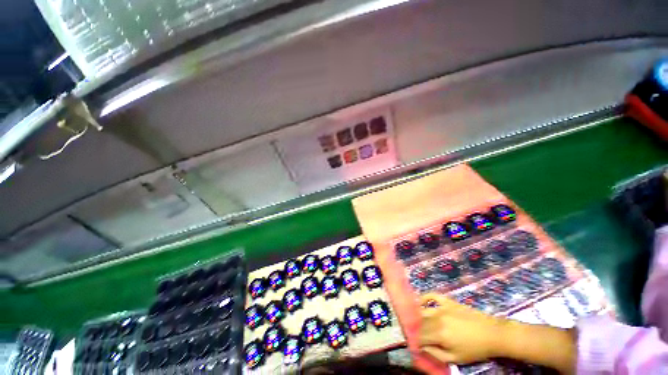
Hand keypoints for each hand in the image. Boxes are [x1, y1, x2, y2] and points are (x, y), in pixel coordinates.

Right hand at [418, 293, 576, 373]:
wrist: (493, 334)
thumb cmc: (475, 349)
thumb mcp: (456, 358)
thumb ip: (436, 354)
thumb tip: (422, 348)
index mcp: (439, 334)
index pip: (419, 336)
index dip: (415, 341)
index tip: (414, 344)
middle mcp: (437, 318)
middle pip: (420, 323)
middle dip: (415, 329)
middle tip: (416, 335)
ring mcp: (442, 307)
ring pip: (423, 310)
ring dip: (418, 316)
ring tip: (417, 322)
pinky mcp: (447, 300)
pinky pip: (432, 295)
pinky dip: (424, 298)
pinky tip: (421, 302)